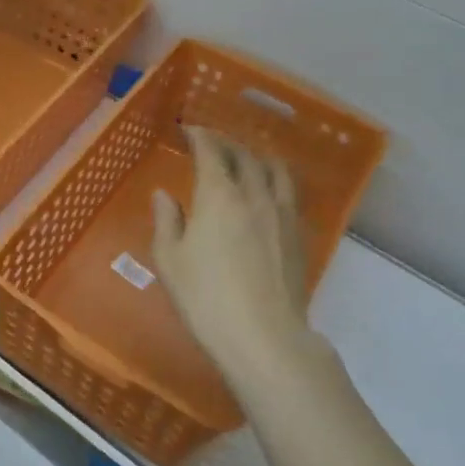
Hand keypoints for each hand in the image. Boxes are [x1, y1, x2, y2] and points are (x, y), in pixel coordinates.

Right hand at [151, 127, 327, 386]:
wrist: (263, 336)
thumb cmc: (205, 297)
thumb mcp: (170, 259)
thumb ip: (167, 220)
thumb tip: (164, 194)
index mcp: (219, 195)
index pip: (212, 151)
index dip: (200, 136)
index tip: (189, 129)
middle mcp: (255, 194)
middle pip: (245, 156)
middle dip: (227, 143)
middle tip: (212, 143)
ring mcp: (282, 214)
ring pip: (276, 170)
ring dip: (258, 157)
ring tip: (248, 159)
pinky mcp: (299, 236)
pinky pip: (289, 194)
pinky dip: (275, 181)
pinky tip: (268, 194)